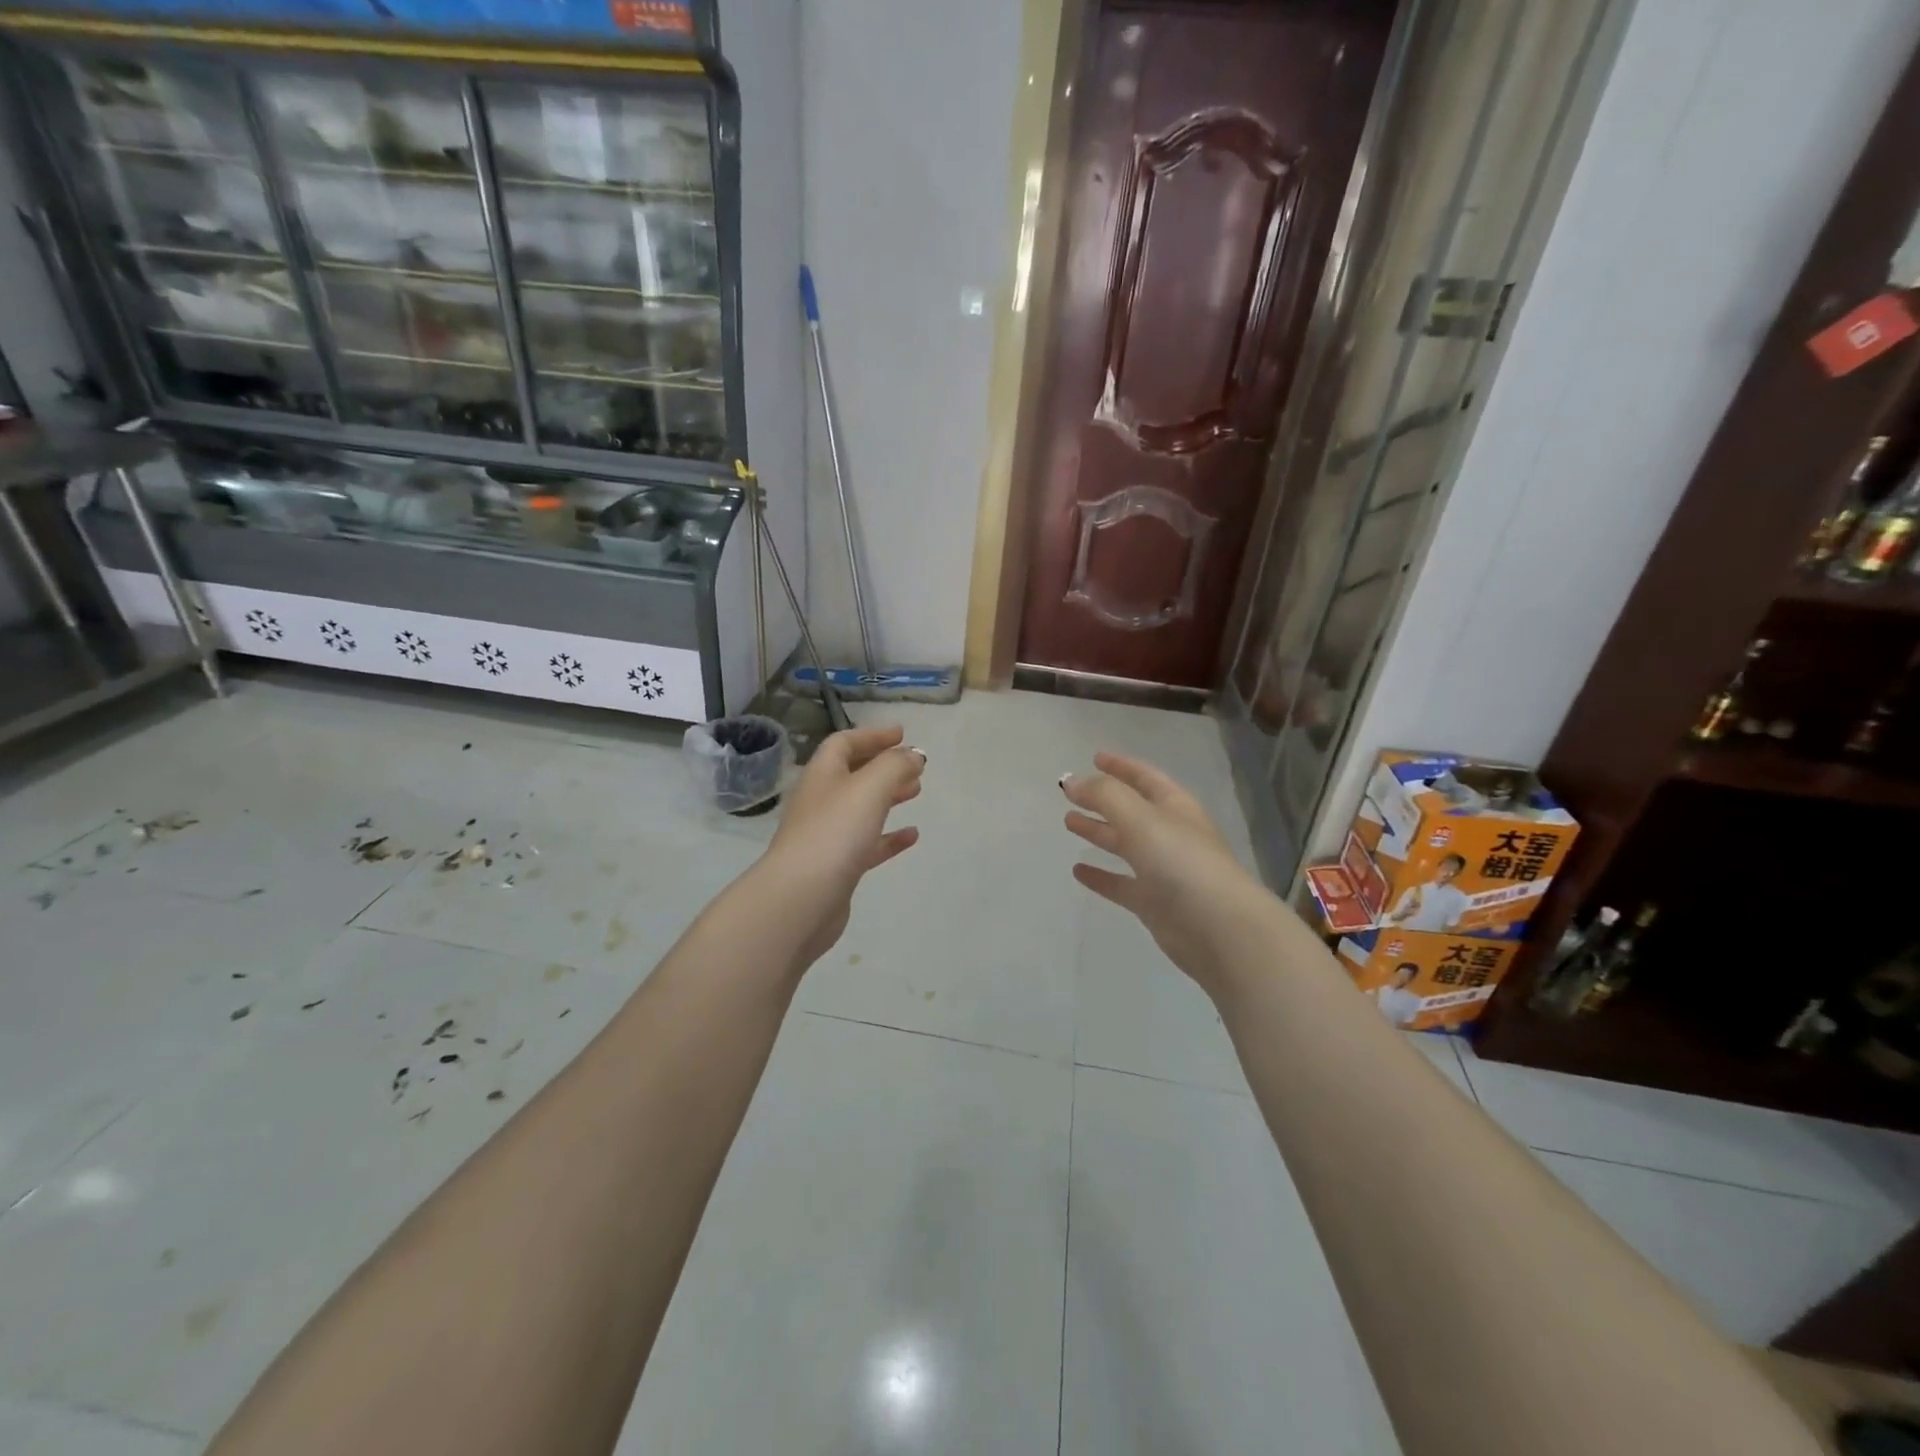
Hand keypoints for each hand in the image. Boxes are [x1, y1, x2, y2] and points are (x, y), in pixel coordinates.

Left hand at [760, 724, 924, 968]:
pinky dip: (889, 836)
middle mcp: (821, 801)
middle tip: (915, 766)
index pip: (844, 743)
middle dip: (884, 766)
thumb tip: (913, 755)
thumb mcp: (870, 787)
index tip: (902, 735)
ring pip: (861, 808)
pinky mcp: (837, 867)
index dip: (872, 735)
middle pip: (853, 774)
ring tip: (917, 792)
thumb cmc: (834, 832)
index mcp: (822, 775)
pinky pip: (867, 844)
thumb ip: (895, 765)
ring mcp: (827, 835)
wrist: (801, 899)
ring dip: (889, 797)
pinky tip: (912, 836)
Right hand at [1062, 752, 1270, 995]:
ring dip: (1098, 832)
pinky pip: (1121, 883)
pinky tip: (1078, 870)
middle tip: (1070, 794)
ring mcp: (1163, 870)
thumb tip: (1071, 781)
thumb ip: (1104, 795)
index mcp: (1174, 806)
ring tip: (1068, 823)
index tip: (1095, 757)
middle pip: (1131, 810)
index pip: (1145, 777)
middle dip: (1102, 799)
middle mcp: (1170, 834)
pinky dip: (1101, 875)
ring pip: (1125, 844)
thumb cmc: (1181, 862)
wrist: (1218, 928)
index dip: (1121, 766)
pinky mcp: (1154, 903)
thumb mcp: (1140, 817)